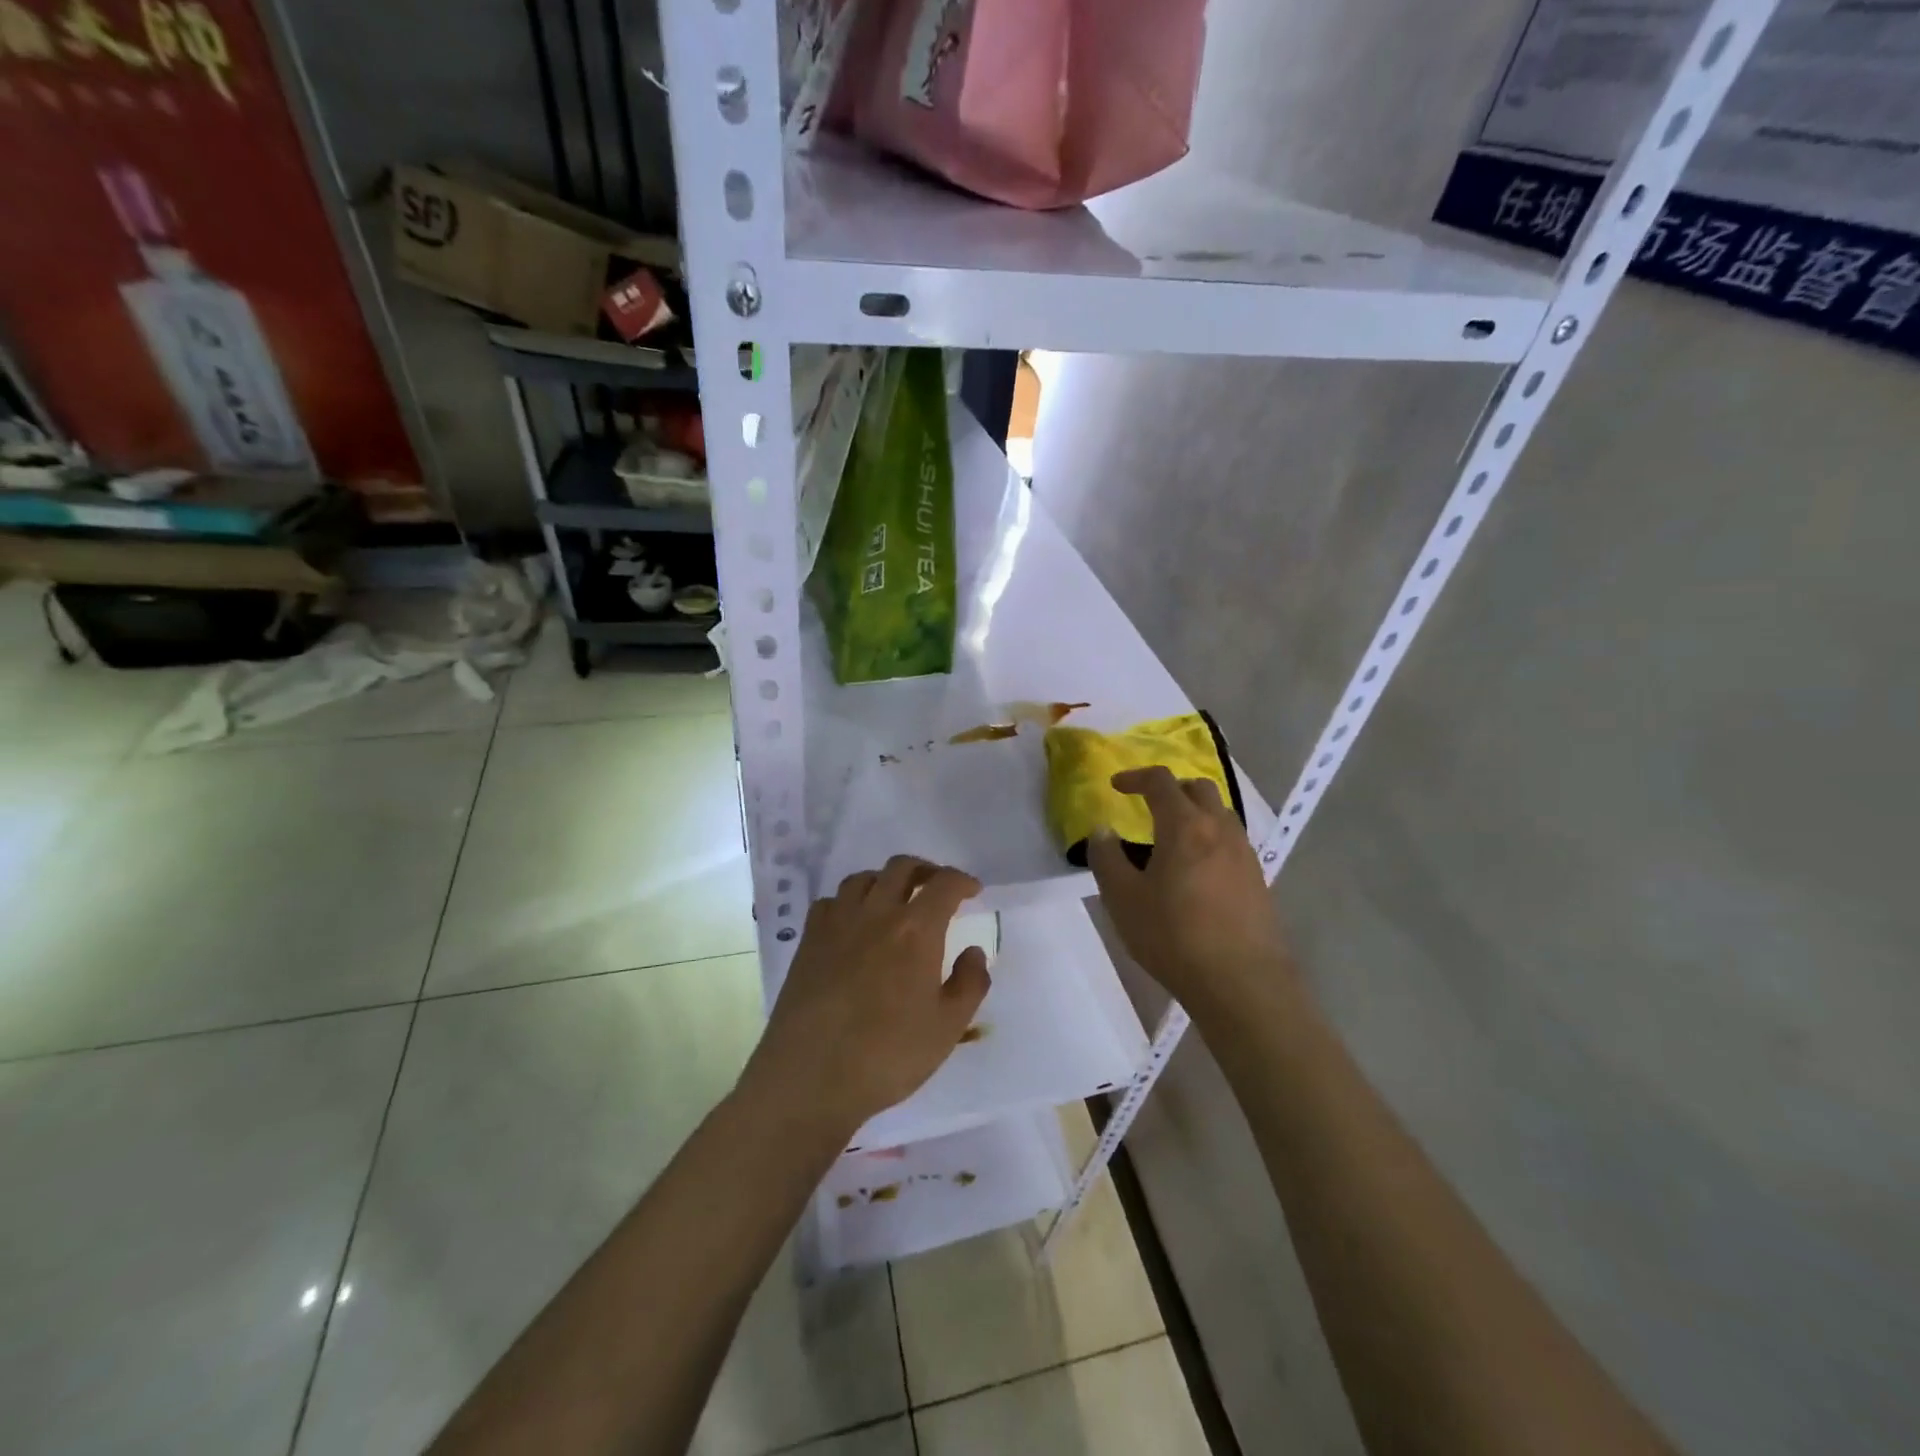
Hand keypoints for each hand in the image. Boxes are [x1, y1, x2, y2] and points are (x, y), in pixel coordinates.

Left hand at [742, 856, 990, 1140]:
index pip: (944, 884)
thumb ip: (969, 983)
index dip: (963, 881)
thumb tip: (973, 951)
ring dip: (885, 880)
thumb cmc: (887, 1055)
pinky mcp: (808, 940)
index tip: (973, 891)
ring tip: (895, 901)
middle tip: (937, 888)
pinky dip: (848, 902)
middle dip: (925, 870)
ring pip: (863, 878)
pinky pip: (830, 901)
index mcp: (916, 930)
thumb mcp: (947, 1028)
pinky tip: (853, 924)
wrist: (809, 1076)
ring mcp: (837, 923)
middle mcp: (876, 913)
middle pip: (901, 867)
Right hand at [1088, 767, 1296, 1020]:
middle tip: (1147, 807)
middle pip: (1198, 788)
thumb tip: (1102, 831)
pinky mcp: (1258, 879)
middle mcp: (1220, 829)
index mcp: (1185, 826)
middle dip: (1170, 789)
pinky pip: (1231, 841)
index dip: (1135, 777)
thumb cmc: (1174, 937)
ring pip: (1220, 814)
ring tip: (1172, 839)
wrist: (1243, 983)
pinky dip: (1210, 839)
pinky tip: (1196, 871)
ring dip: (1194, 813)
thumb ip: (1107, 859)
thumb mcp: (1123, 899)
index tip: (1116, 786)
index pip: (1160, 782)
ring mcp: (1244, 854)